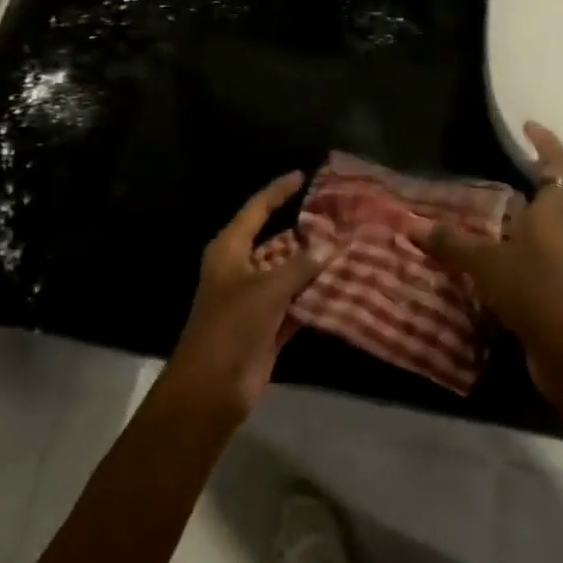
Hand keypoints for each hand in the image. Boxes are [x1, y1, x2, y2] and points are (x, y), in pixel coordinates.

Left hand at [166, 171, 330, 416]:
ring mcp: (255, 298)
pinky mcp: (268, 325)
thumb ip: (300, 265)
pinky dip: (314, 297)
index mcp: (230, 250)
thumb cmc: (231, 325)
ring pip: (289, 273)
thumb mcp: (266, 289)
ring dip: (314, 266)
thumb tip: (329, 244)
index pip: (256, 210)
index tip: (301, 176)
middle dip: (305, 233)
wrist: (212, 386)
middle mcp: (241, 268)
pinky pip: (296, 302)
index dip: (277, 192)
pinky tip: (343, 287)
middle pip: (277, 241)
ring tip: (350, 249)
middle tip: (341, 218)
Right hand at [427, 123, 562, 426]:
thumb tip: (417, 225)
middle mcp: (556, 237)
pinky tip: (465, 269)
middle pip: (538, 203)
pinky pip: (515, 266)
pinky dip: (492, 262)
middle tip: (470, 187)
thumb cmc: (534, 293)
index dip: (546, 143)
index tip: (527, 126)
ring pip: (522, 237)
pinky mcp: (544, 294)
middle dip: (507, 192)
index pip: (558, 168)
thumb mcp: (487, 264)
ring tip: (457, 227)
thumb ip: (453, 244)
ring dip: (494, 231)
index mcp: (551, 218)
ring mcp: (553, 267)